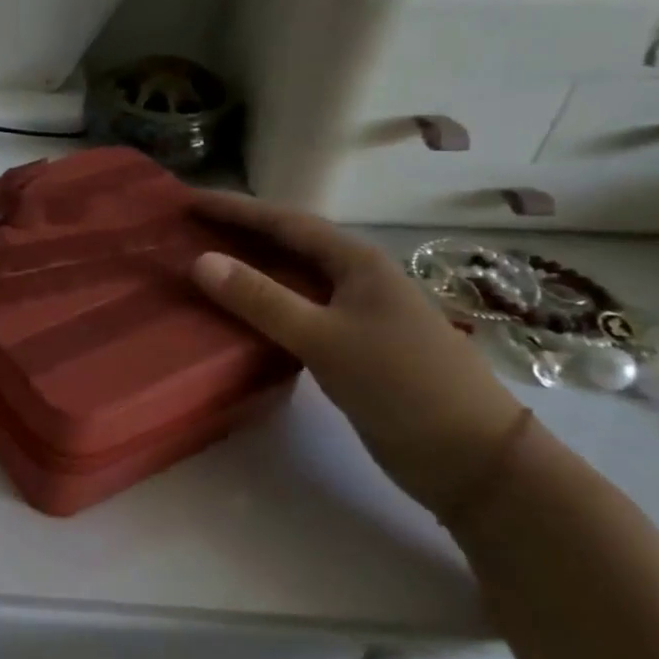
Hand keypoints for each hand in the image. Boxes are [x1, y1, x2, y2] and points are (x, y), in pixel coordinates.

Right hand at [189, 192, 522, 521]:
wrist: (473, 459)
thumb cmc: (402, 386)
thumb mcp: (325, 339)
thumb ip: (261, 299)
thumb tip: (200, 261)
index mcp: (356, 262)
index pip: (284, 222)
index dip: (234, 209)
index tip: (186, 199)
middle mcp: (355, 279)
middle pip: (286, 245)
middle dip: (237, 233)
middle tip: (184, 228)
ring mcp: (355, 314)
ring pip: (290, 279)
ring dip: (247, 269)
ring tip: (199, 263)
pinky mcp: (350, 347)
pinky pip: (294, 312)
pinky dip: (261, 306)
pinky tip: (235, 315)